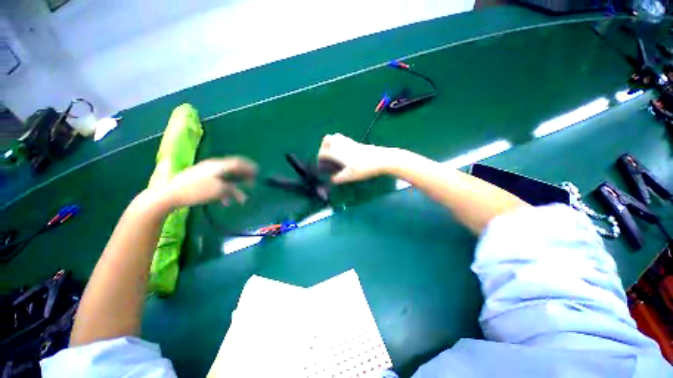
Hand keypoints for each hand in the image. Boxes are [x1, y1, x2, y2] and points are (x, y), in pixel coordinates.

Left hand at [165, 157, 256, 207]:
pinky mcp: (198, 179)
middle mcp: (213, 166)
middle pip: (232, 169)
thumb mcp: (219, 191)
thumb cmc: (197, 190)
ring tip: (237, 197)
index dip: (249, 166)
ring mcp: (204, 172)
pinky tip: (224, 200)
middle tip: (250, 183)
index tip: (257, 171)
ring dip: (233, 186)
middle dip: (242, 176)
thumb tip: (244, 195)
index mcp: (219, 166)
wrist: (170, 194)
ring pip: (224, 177)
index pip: (238, 162)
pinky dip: (223, 189)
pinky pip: (216, 182)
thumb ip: (234, 191)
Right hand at [317, 133, 393, 183]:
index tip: (321, 165)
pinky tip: (345, 153)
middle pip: (327, 139)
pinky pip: (343, 139)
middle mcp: (341, 144)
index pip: (323, 152)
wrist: (381, 159)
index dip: (320, 159)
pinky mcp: (356, 142)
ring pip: (335, 137)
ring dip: (331, 144)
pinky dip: (340, 144)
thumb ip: (339, 178)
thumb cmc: (364, 168)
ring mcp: (349, 141)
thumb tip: (331, 180)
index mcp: (337, 152)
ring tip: (334, 154)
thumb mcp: (350, 176)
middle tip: (326, 157)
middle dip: (323, 147)